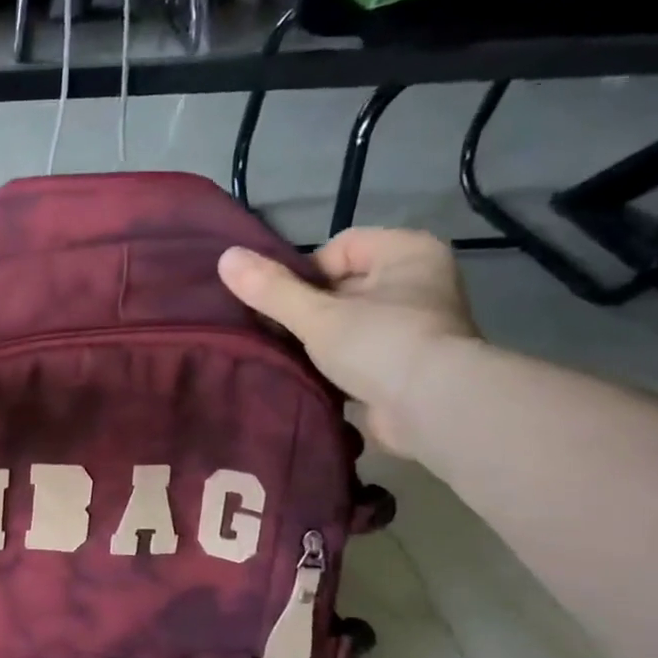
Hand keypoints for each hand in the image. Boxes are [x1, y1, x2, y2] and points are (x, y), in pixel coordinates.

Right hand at [219, 229, 478, 456]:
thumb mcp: (316, 315)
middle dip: (309, 310)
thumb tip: (225, 258)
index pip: (339, 247)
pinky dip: (337, 364)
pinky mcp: (408, 363)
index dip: (305, 274)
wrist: (433, 410)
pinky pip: (359, 352)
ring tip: (296, 359)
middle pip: (341, 285)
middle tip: (283, 335)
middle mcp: (418, 280)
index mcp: (407, 252)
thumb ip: (270, 289)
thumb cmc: (379, 345)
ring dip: (320, 340)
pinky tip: (316, 379)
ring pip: (348, 321)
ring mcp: (417, 324)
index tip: (288, 306)